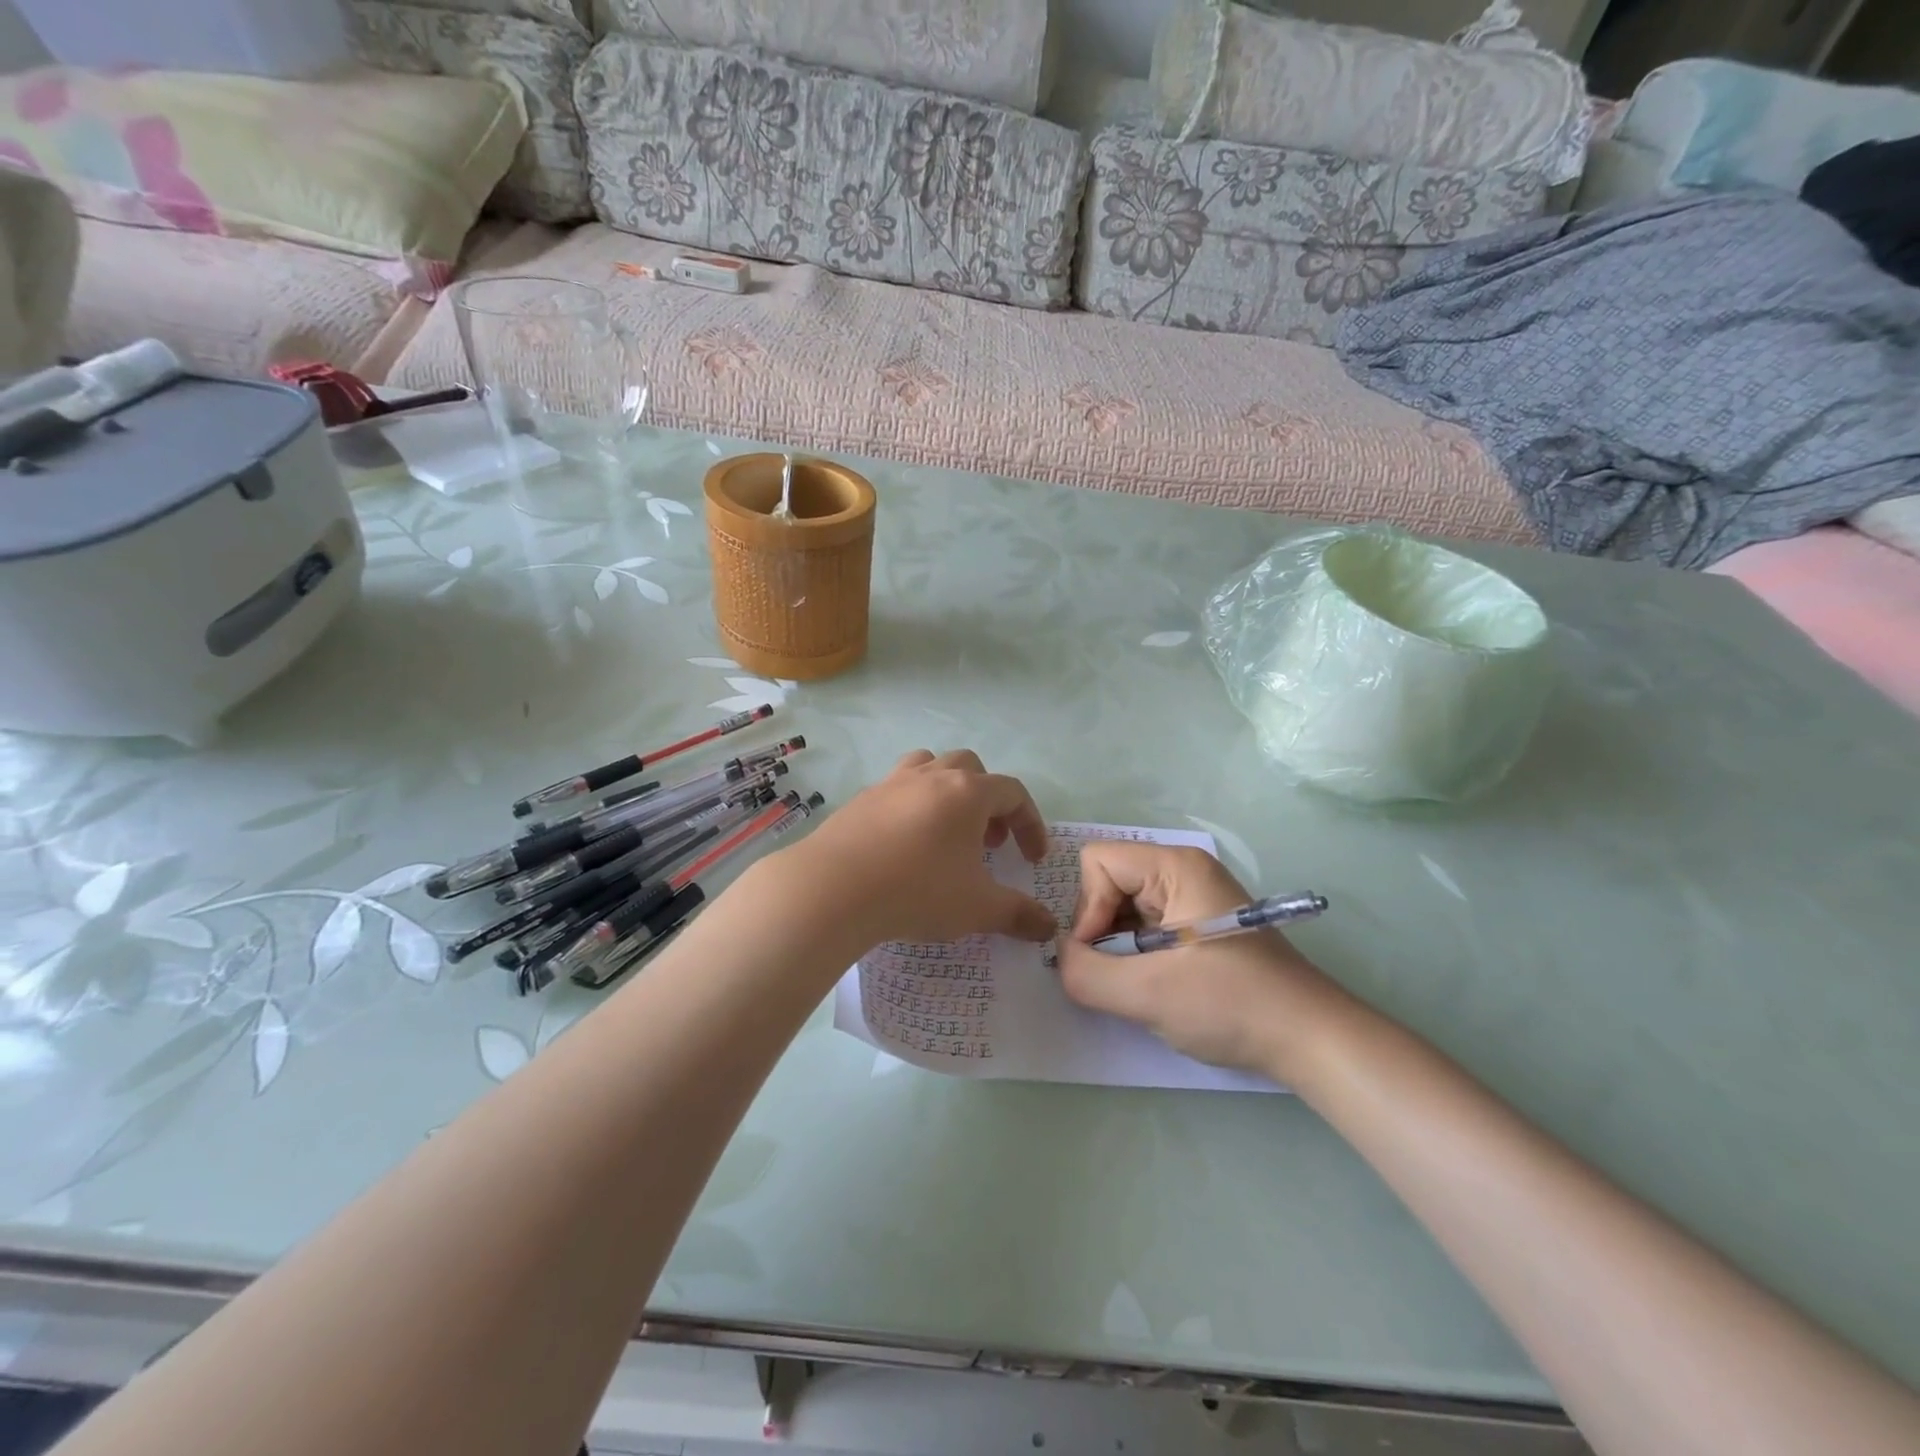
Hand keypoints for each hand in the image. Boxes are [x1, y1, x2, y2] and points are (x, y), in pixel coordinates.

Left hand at [779, 750, 1053, 947]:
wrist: (833, 888)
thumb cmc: (917, 890)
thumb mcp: (977, 908)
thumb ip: (1018, 914)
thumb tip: (1048, 927)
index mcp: (967, 792)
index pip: (1013, 793)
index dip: (1030, 823)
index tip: (1032, 859)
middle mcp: (931, 776)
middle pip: (971, 768)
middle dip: (988, 801)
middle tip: (988, 841)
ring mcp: (892, 783)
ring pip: (929, 766)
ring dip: (947, 791)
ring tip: (946, 831)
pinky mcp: (861, 799)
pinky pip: (896, 789)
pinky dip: (911, 805)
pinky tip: (903, 845)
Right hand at [1056, 843, 1348, 1079]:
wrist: (1309, 1039)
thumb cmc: (1230, 1003)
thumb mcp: (1146, 993)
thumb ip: (1084, 973)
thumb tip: (1061, 956)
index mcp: (1174, 866)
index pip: (1097, 862)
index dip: (1088, 908)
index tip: (1104, 955)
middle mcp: (1182, 870)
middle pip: (1108, 882)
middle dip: (1101, 930)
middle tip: (1121, 974)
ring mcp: (1193, 897)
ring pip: (1124, 907)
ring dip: (1119, 947)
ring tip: (1141, 984)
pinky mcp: (1199, 925)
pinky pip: (1145, 926)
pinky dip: (1138, 956)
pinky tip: (1157, 986)